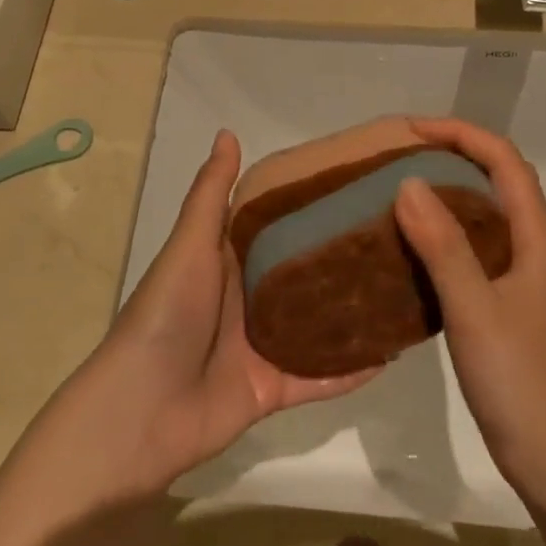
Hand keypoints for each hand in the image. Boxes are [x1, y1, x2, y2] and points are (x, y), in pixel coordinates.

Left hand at [90, 130, 377, 491]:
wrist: (140, 412)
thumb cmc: (167, 315)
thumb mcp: (190, 246)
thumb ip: (212, 195)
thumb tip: (228, 132)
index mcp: (226, 261)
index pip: (275, 226)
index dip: (309, 206)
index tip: (356, 184)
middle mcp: (247, 299)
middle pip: (302, 274)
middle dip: (341, 258)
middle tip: (398, 234)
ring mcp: (261, 347)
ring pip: (317, 325)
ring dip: (353, 312)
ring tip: (404, 288)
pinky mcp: (273, 390)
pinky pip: (320, 378)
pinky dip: (351, 370)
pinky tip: (392, 351)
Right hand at [392, 117, 545, 503]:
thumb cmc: (520, 381)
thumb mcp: (474, 309)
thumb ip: (443, 245)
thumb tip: (407, 182)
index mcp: (538, 238)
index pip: (504, 161)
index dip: (461, 134)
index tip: (410, 130)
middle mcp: (535, 246)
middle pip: (499, 179)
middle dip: (453, 153)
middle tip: (397, 154)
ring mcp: (523, 275)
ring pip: (486, 212)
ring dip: (448, 190)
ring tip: (398, 188)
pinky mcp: (509, 301)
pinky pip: (475, 245)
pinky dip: (445, 230)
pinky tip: (412, 244)